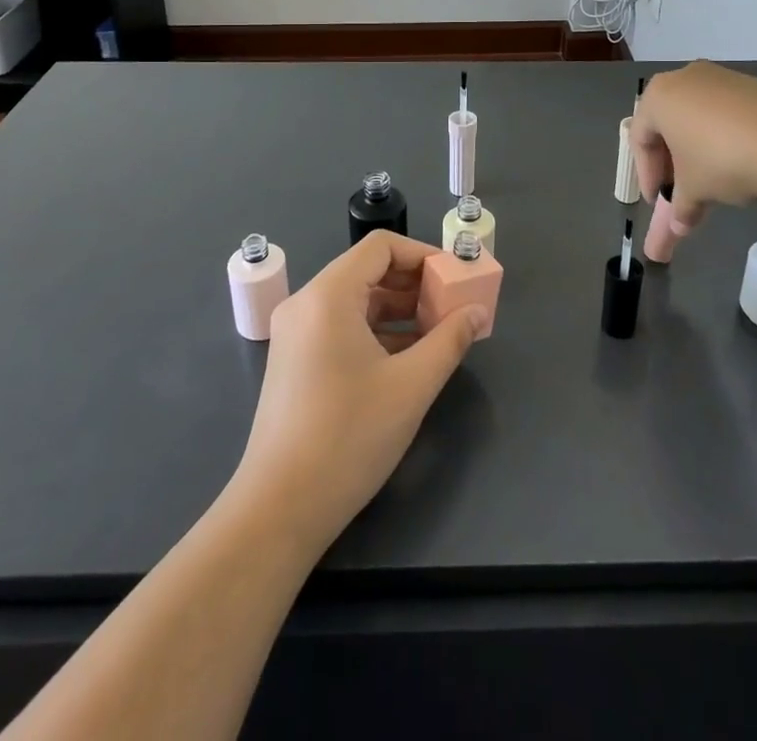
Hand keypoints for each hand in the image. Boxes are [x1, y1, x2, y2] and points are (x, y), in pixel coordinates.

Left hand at [232, 230, 486, 554]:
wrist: (279, 509)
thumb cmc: (348, 437)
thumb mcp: (411, 386)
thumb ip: (450, 340)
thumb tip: (477, 311)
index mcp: (329, 296)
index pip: (381, 247)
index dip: (423, 255)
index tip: (455, 279)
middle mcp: (307, 304)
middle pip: (368, 271)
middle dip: (415, 285)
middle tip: (452, 307)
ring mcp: (296, 334)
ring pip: (356, 301)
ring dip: (399, 310)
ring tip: (438, 334)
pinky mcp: (295, 361)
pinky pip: (342, 327)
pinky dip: (376, 332)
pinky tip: (407, 359)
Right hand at [631, 61, 756, 234]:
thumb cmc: (722, 159)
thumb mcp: (694, 190)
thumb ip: (680, 207)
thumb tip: (679, 226)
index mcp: (658, 96)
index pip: (640, 139)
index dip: (647, 175)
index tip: (658, 201)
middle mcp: (685, 78)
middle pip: (669, 125)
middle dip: (673, 164)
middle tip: (681, 194)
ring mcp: (722, 78)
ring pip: (699, 119)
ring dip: (700, 153)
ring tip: (714, 183)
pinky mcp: (754, 85)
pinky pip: (728, 115)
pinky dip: (726, 140)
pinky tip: (741, 165)